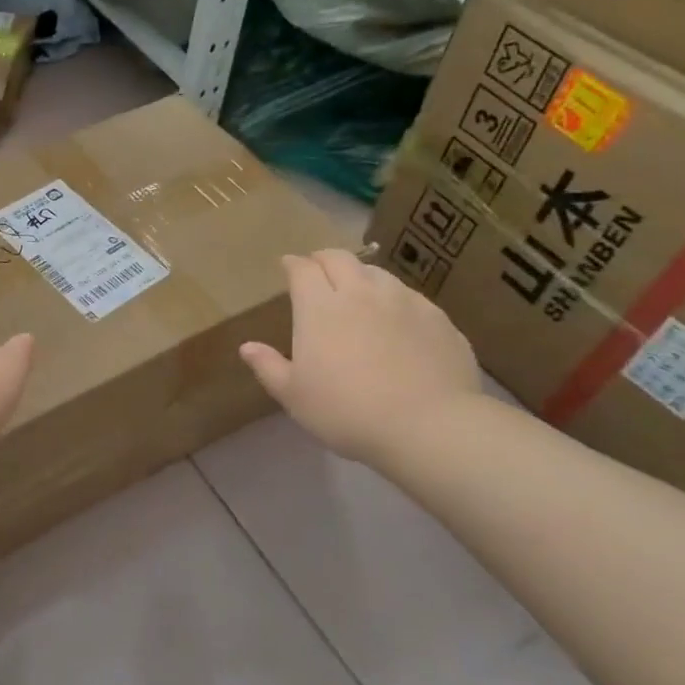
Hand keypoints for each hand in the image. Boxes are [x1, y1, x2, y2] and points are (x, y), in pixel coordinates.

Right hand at [239, 250, 481, 465]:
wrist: (428, 426)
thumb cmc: (346, 411)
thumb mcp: (294, 396)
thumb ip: (268, 366)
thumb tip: (246, 347)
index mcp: (319, 307)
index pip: (303, 269)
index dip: (293, 264)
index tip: (287, 267)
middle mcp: (360, 292)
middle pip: (340, 258)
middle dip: (323, 259)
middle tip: (318, 270)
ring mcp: (404, 301)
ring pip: (377, 273)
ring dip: (360, 275)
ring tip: (357, 292)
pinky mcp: (437, 318)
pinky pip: (410, 296)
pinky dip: (394, 299)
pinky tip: (396, 320)